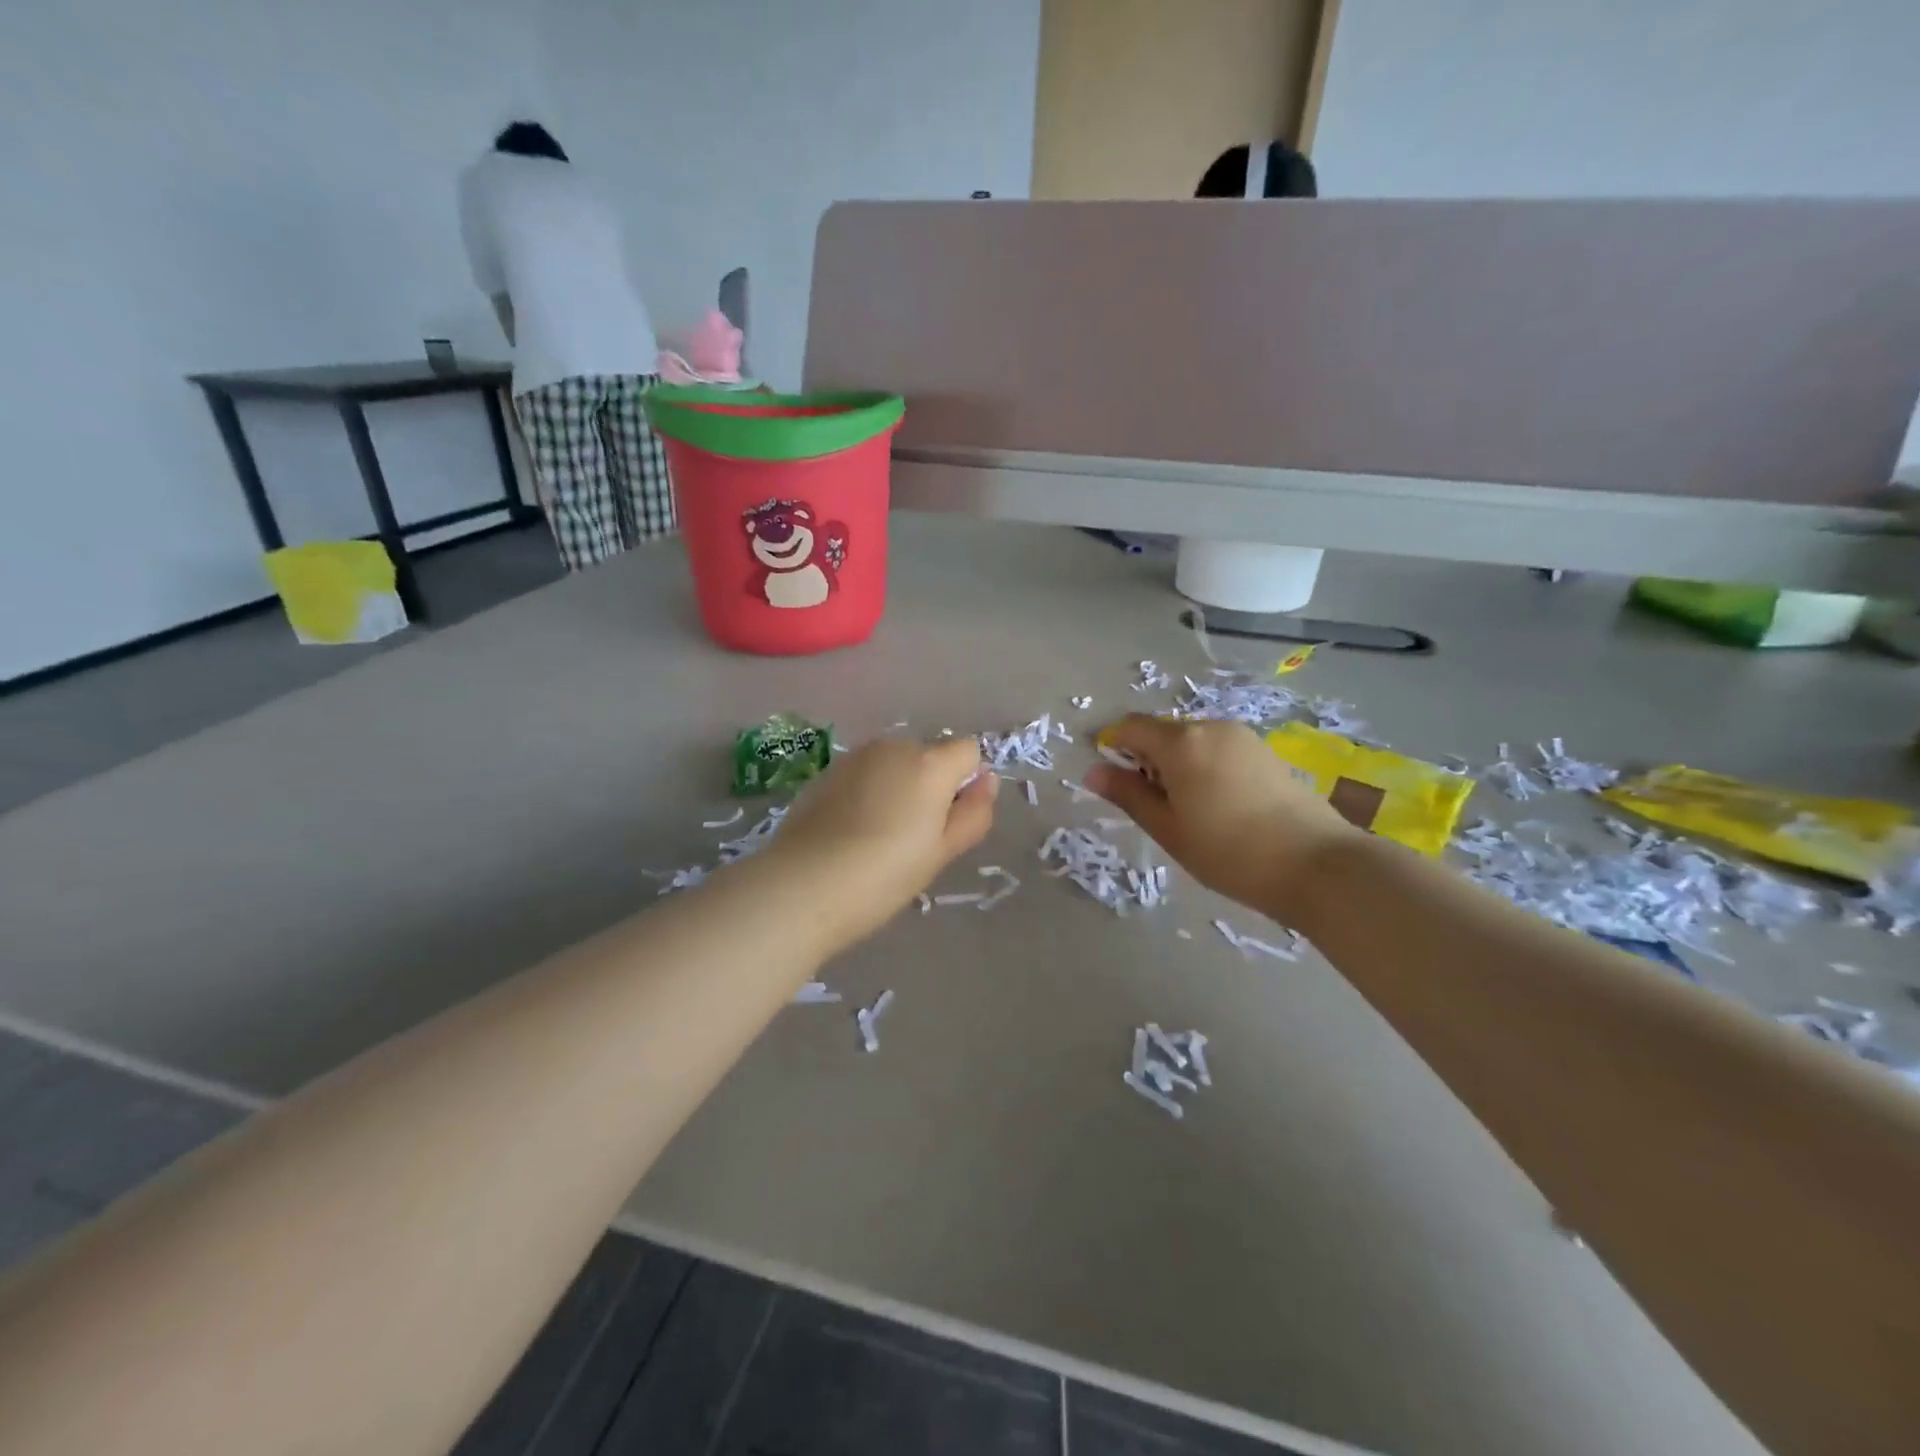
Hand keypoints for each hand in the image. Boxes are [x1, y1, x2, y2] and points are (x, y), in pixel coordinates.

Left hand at [762, 735, 996, 949]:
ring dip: (898, 788)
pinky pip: (864, 774)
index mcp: (930, 764)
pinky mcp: (826, 772)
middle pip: (929, 756)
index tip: (948, 821)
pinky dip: (867, 793)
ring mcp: (855, 757)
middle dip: (930, 785)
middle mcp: (894, 747)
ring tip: (878, 836)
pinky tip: (850, 831)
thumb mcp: (941, 852)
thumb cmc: (884, 875)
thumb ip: (973, 813)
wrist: (802, 886)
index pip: (969, 751)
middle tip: (913, 838)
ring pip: (894, 764)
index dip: (966, 783)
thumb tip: (987, 781)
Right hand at [1084, 715, 1357, 919]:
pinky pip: (1218, 749)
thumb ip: (1128, 795)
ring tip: (1189, 811)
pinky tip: (1218, 805)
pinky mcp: (1264, 751)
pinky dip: (1204, 767)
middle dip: (1147, 760)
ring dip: (1177, 765)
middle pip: (1162, 733)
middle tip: (1154, 808)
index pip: (1130, 727)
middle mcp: (1210, 727)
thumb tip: (1092, 771)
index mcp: (1180, 742)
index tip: (1112, 781)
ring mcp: (1242, 737)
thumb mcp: (1168, 828)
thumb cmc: (1228, 851)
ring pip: (1192, 742)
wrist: (1315, 864)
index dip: (1113, 747)